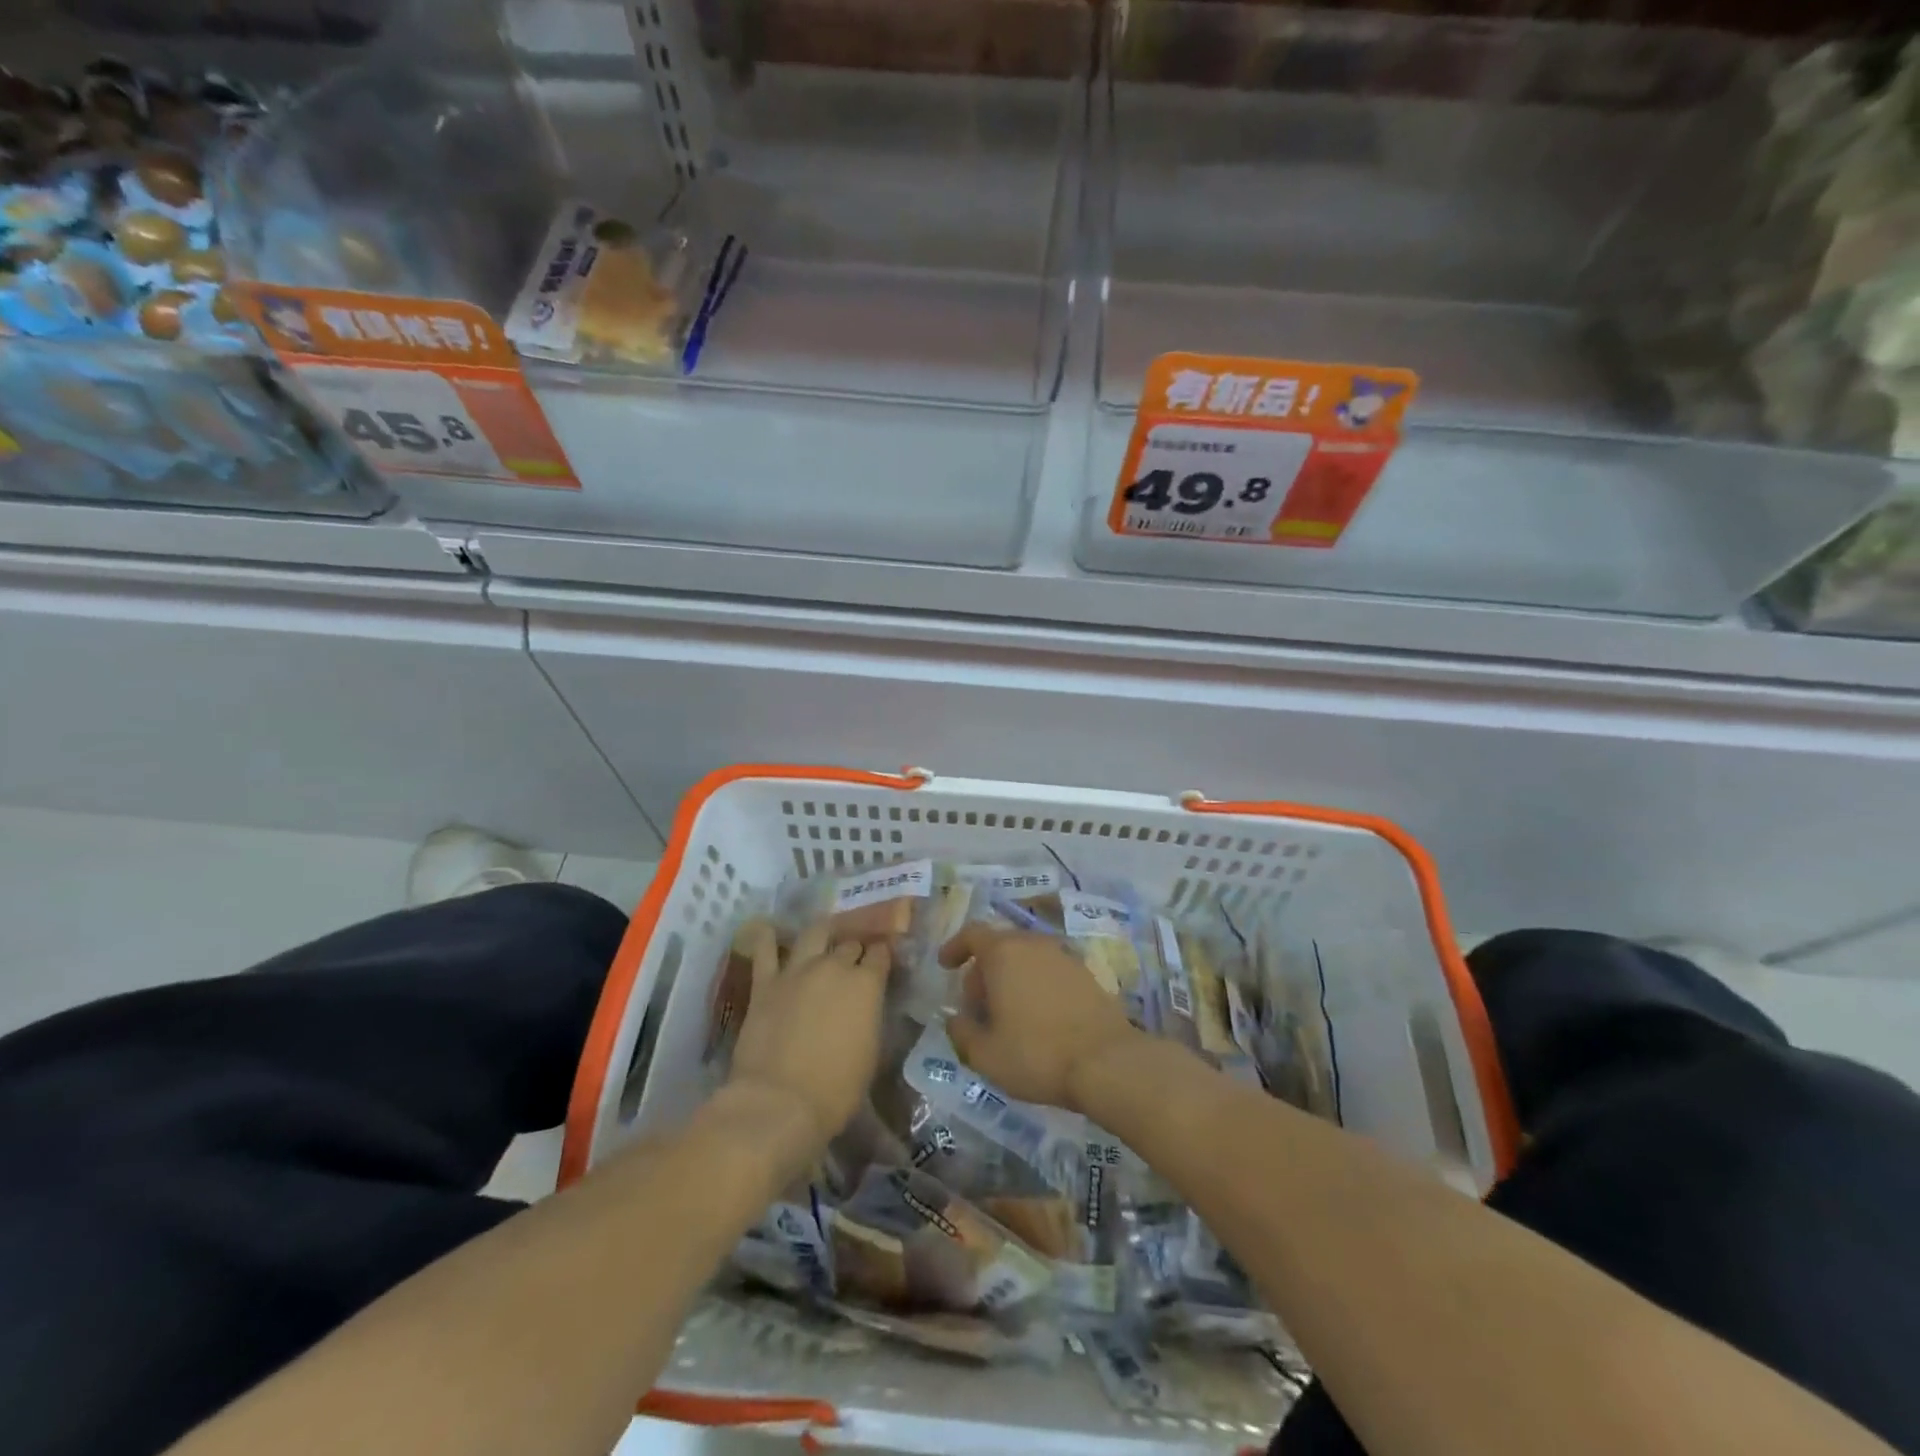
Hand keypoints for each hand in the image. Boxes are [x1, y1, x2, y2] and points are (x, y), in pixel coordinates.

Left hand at [728, 921, 891, 1148]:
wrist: (780, 1102)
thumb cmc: (836, 1089)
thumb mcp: (871, 1052)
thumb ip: (870, 1017)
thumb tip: (867, 1006)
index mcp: (867, 984)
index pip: (881, 955)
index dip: (883, 955)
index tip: (883, 960)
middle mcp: (835, 966)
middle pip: (849, 943)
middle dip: (855, 947)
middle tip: (854, 957)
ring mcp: (797, 970)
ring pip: (815, 933)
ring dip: (823, 933)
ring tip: (824, 935)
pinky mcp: (765, 983)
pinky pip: (765, 950)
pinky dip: (769, 938)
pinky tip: (770, 930)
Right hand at [939, 926, 1138, 1111]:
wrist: (1107, 1062)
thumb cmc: (1036, 1054)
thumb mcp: (985, 1055)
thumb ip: (961, 1032)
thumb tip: (955, 1020)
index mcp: (1004, 953)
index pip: (972, 933)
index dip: (955, 947)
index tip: (945, 966)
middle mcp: (1034, 944)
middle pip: (1000, 945)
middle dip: (983, 971)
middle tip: (977, 1006)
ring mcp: (1064, 956)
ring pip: (1027, 958)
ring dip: (1011, 978)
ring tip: (1007, 1015)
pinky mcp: (1087, 974)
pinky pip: (1050, 971)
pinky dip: (1036, 985)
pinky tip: (1038, 1018)